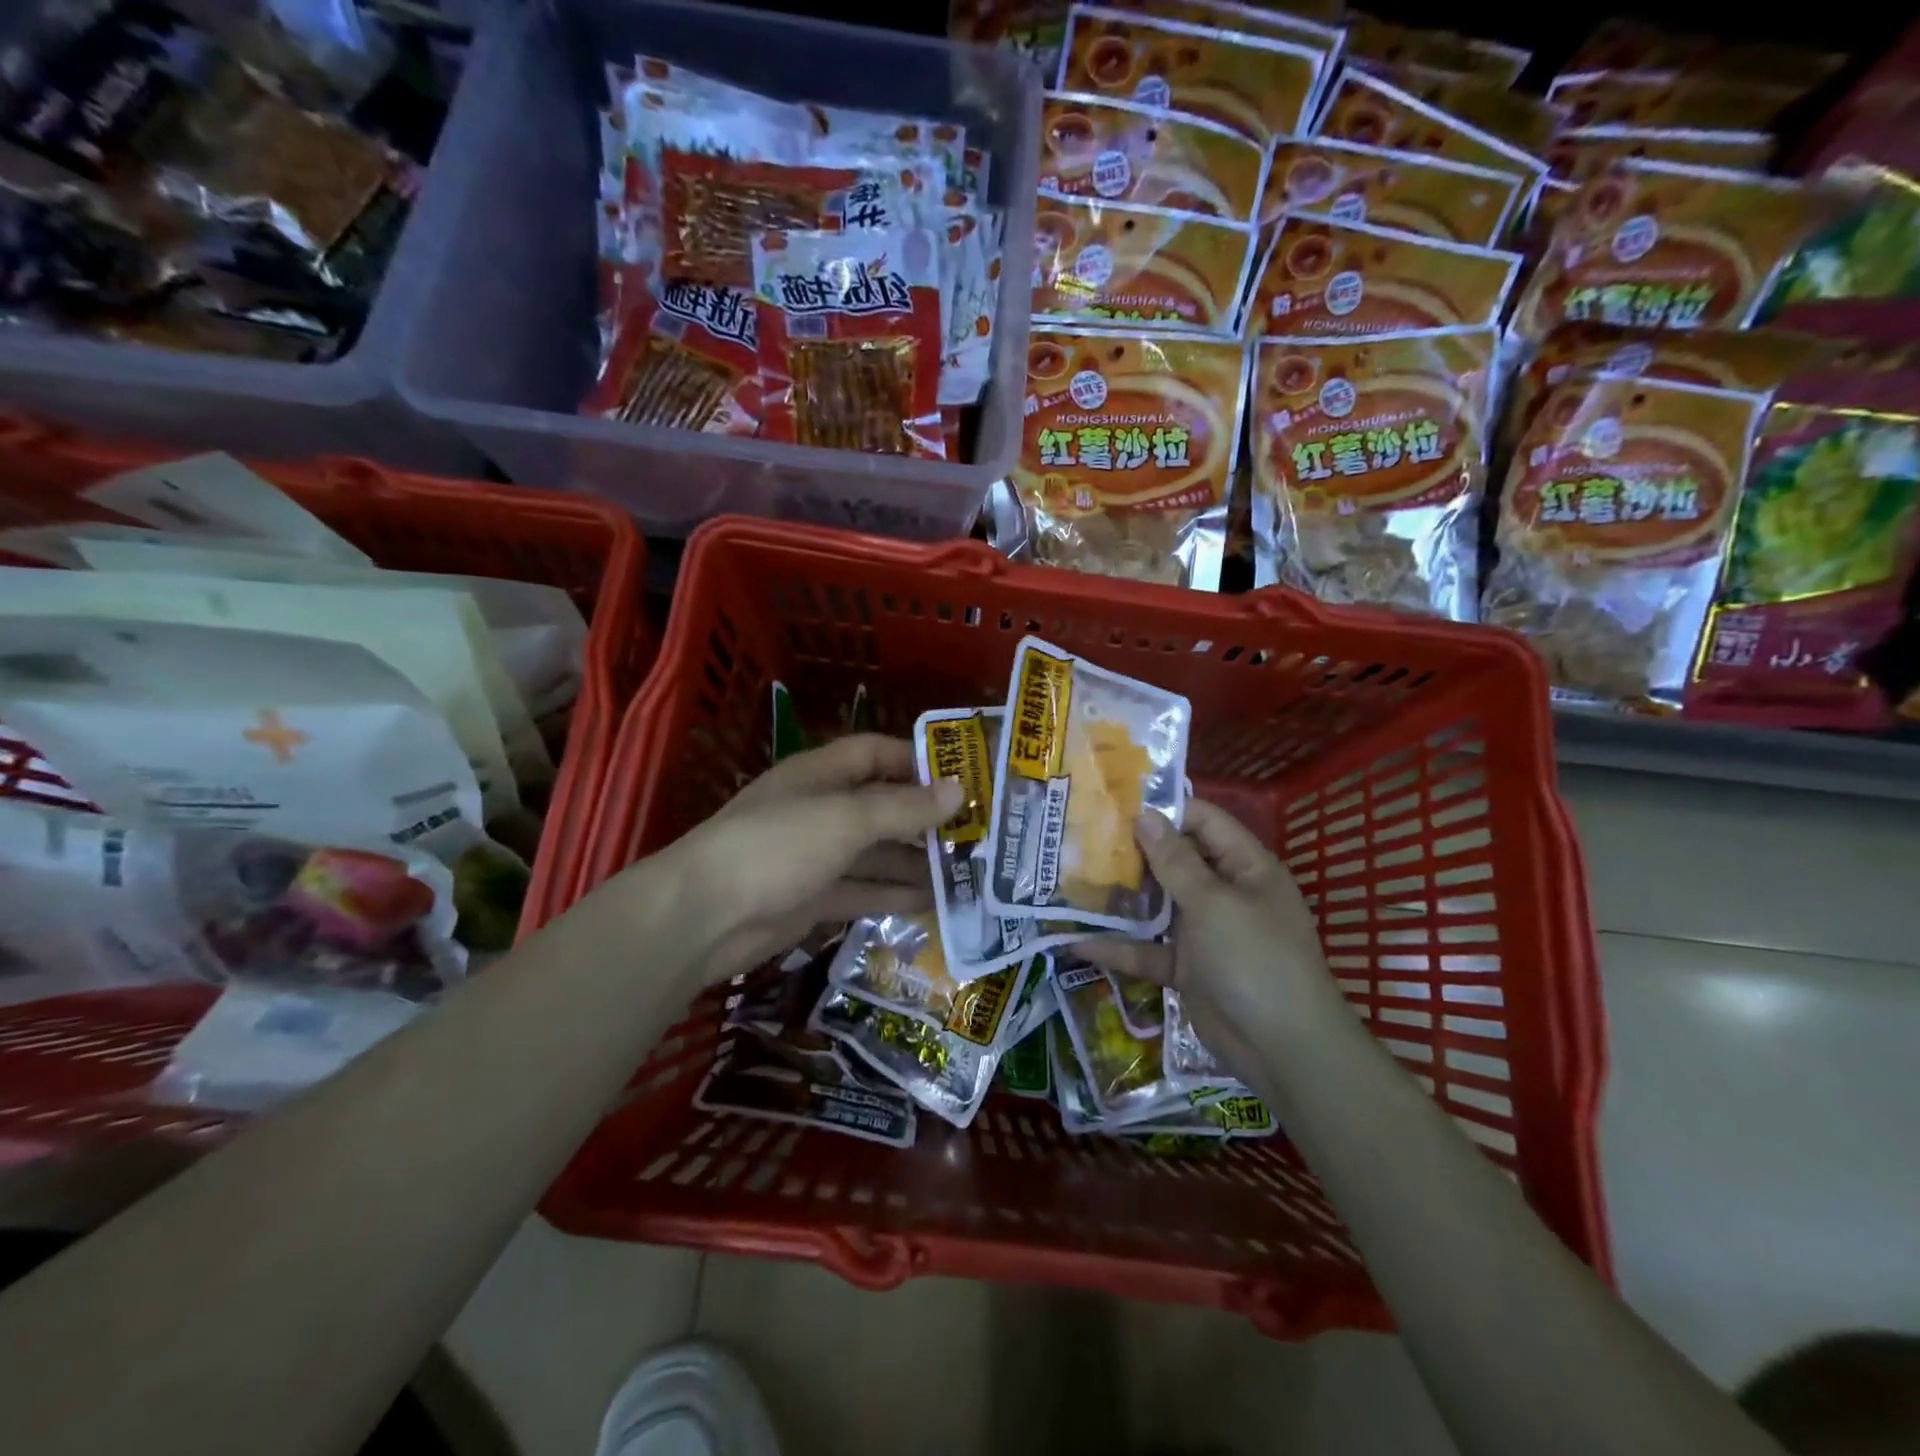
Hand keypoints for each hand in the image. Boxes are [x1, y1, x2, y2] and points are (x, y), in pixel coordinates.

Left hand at [663, 734, 961, 987]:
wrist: (704, 917)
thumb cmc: (777, 846)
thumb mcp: (846, 819)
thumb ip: (903, 808)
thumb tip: (958, 791)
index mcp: (821, 775)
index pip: (876, 753)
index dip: (918, 761)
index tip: (964, 776)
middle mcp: (821, 810)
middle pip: (882, 807)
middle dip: (926, 819)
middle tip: (978, 834)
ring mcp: (816, 857)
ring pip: (877, 853)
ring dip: (917, 862)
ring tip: (968, 873)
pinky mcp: (814, 898)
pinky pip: (864, 891)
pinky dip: (895, 895)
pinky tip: (935, 903)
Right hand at [1075, 800, 1348, 1086]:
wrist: (1284, 1050)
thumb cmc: (1255, 960)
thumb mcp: (1214, 904)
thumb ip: (1175, 861)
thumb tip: (1145, 815)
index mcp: (1244, 867)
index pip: (1203, 821)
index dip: (1164, 809)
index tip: (1115, 803)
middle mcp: (1223, 892)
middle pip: (1174, 861)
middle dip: (1131, 852)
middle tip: (1081, 837)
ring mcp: (1203, 931)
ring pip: (1155, 905)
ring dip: (1118, 898)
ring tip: (1069, 880)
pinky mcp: (1185, 967)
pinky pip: (1147, 950)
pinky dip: (1117, 947)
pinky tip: (1075, 941)